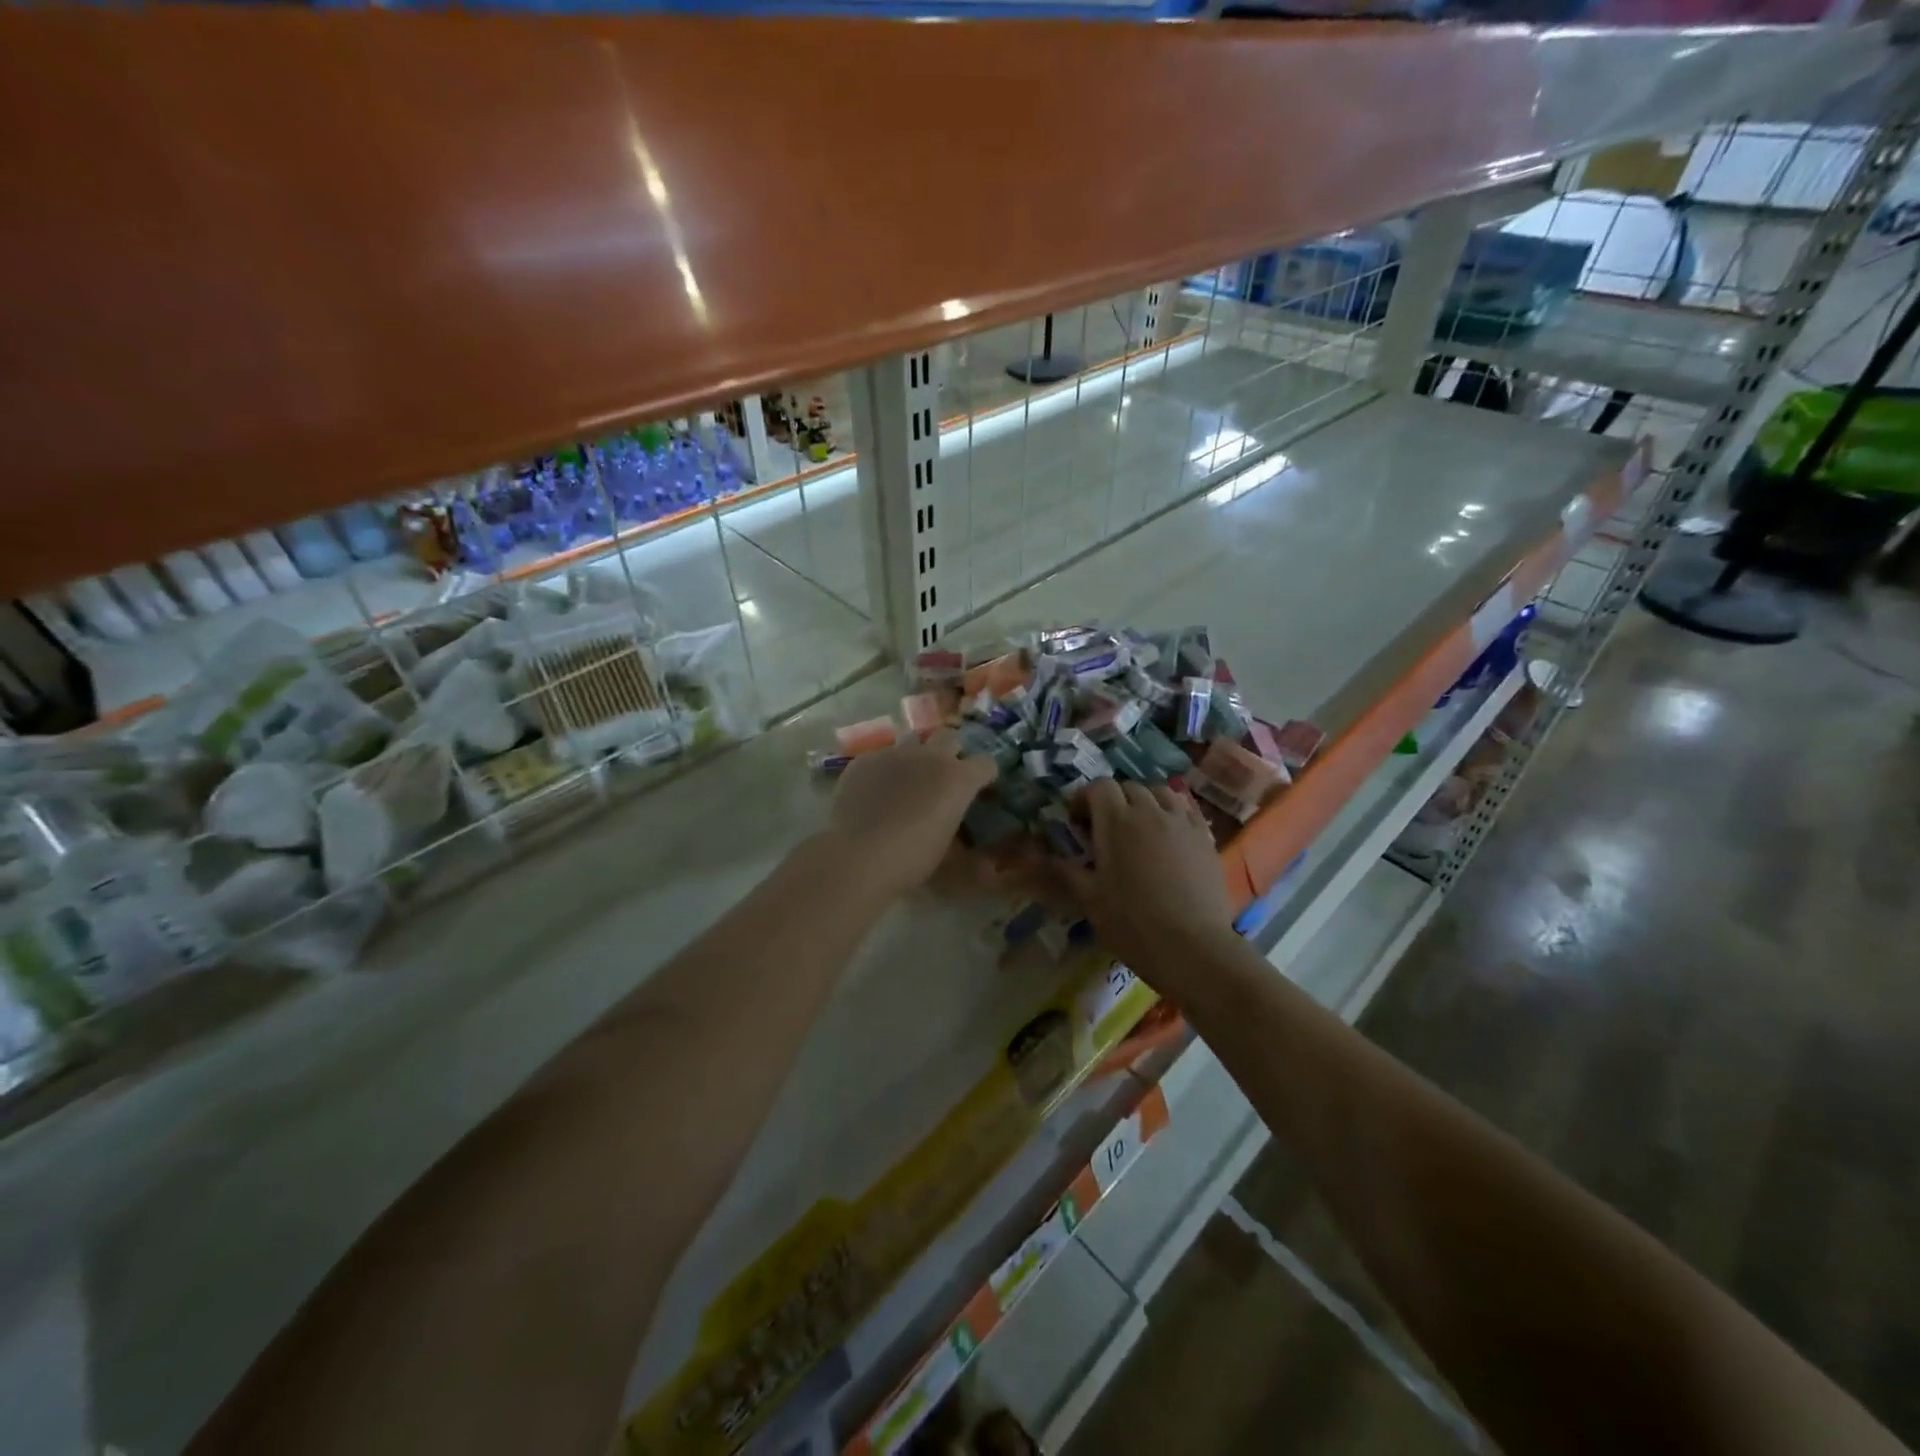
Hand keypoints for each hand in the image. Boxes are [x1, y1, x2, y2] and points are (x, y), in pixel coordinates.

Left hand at [825, 729, 996, 897]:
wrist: (859, 857)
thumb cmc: (912, 860)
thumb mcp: (950, 856)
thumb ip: (963, 840)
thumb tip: (971, 843)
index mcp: (959, 778)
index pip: (986, 762)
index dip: (985, 776)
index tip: (979, 789)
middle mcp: (930, 756)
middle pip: (950, 737)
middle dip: (951, 752)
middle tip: (943, 777)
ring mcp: (894, 753)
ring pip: (913, 740)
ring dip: (917, 754)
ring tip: (908, 779)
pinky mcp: (864, 760)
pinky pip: (881, 755)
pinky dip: (885, 768)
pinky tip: (875, 791)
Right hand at [1058, 780, 1236, 987]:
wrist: (1192, 947)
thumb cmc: (1132, 923)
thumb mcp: (1089, 899)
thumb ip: (1066, 870)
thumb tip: (1042, 856)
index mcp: (1117, 821)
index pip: (1099, 787)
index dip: (1084, 798)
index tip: (1077, 822)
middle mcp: (1150, 811)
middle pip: (1129, 787)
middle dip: (1113, 800)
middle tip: (1105, 829)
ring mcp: (1182, 822)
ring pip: (1160, 793)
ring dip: (1144, 802)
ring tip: (1139, 828)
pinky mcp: (1205, 837)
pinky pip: (1186, 810)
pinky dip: (1172, 813)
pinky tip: (1168, 836)